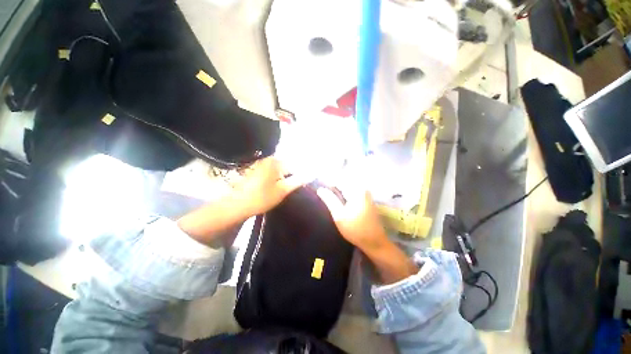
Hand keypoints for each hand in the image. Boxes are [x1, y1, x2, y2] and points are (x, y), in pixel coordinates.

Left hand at [235, 157, 303, 216]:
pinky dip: (275, 179)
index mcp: (276, 162)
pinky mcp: (257, 170)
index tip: (299, 187)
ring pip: (280, 170)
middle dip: (290, 177)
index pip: (295, 166)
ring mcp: (262, 163)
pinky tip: (272, 189)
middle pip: (287, 167)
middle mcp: (269, 159)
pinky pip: (272, 172)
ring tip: (280, 191)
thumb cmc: (262, 197)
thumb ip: (298, 180)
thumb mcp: (283, 190)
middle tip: (288, 190)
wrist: (237, 205)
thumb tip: (312, 174)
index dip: (299, 177)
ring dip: (283, 179)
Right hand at [316, 184, 388, 253]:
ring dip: (338, 189)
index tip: (319, 185)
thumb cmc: (355, 229)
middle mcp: (362, 189)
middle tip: (322, 190)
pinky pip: (352, 192)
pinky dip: (343, 193)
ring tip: (327, 194)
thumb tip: (320, 189)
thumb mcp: (339, 215)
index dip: (328, 180)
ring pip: (348, 187)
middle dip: (333, 184)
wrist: (374, 242)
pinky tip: (337, 199)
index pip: (339, 179)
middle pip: (344, 181)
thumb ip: (329, 200)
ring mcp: (365, 194)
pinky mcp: (365, 200)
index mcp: (357, 190)